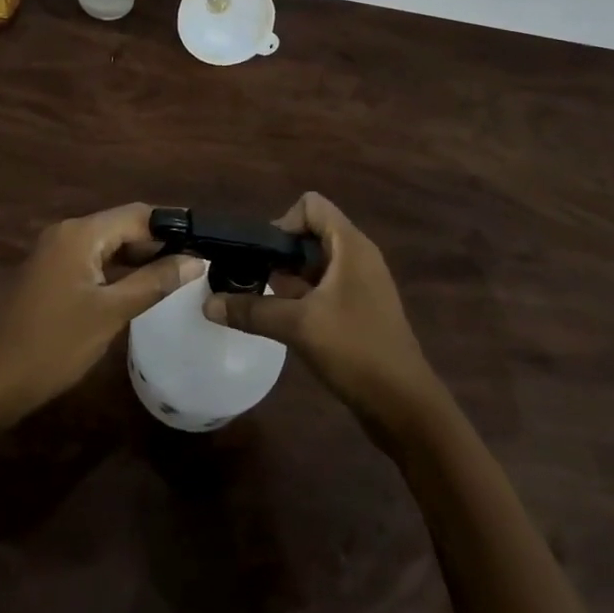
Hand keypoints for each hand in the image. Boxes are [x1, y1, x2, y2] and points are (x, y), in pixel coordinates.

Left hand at [0, 203, 203, 427]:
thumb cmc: (53, 344)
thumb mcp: (110, 314)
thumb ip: (154, 282)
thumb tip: (196, 259)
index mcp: (80, 233)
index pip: (137, 214)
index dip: (172, 225)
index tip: (205, 241)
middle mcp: (67, 232)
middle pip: (122, 225)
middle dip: (158, 242)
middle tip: (195, 263)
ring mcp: (55, 253)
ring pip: (108, 244)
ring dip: (139, 257)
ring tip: (176, 276)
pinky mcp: (51, 274)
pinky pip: (93, 260)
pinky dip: (118, 269)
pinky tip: (139, 289)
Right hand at [204, 193, 441, 438]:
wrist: (405, 407)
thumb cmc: (355, 350)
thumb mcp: (298, 326)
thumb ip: (252, 310)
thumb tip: (207, 304)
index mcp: (350, 245)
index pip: (311, 205)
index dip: (283, 223)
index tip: (265, 258)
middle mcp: (358, 256)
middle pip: (311, 233)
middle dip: (281, 255)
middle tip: (259, 283)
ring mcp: (362, 284)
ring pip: (316, 263)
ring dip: (290, 279)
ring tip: (267, 305)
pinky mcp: (361, 309)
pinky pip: (326, 287)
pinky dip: (305, 297)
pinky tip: (288, 324)